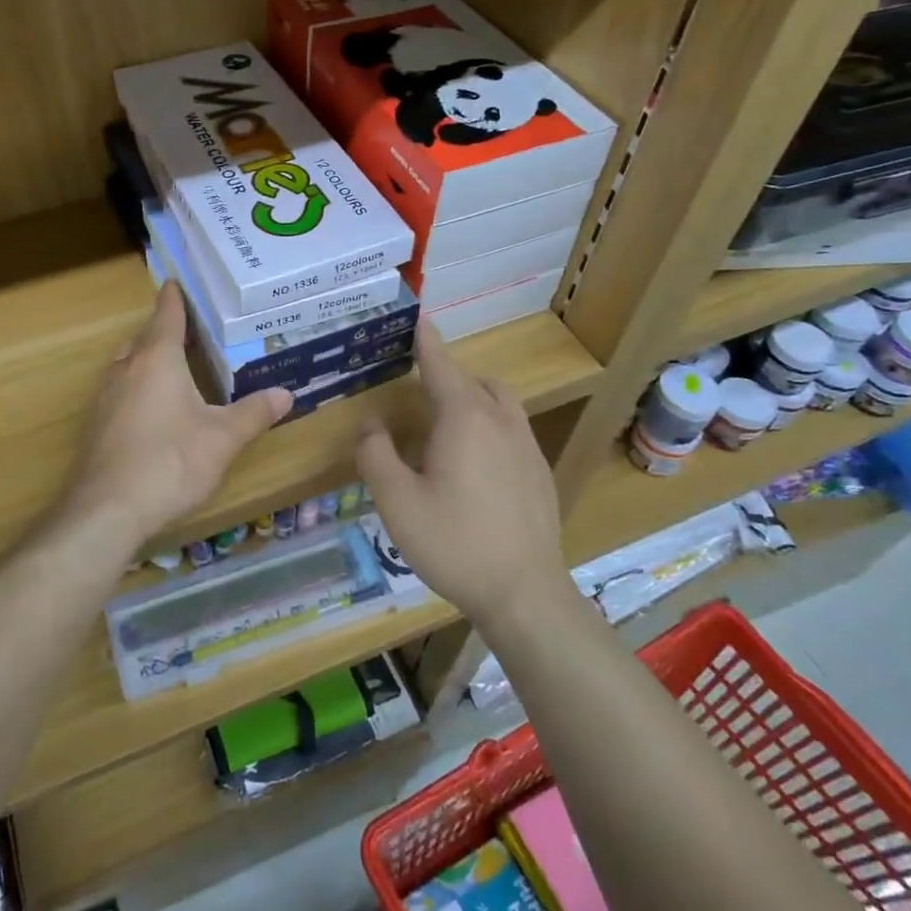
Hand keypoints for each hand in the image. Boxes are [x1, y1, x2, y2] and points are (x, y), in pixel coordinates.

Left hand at [64, 282, 291, 547]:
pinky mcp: (97, 425)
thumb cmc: (170, 462)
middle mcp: (127, 369)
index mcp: (157, 360)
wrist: (108, 510)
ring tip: (175, 368)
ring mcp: (106, 397)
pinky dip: (137, 387)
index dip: (175, 297)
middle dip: (164, 331)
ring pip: (128, 364)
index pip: (167, 314)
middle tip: (192, 332)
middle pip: (145, 338)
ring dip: (148, 359)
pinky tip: (154, 411)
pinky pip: (120, 391)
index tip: (178, 281)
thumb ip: (254, 413)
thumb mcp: (223, 439)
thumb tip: (286, 393)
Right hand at [355, 321, 570, 628]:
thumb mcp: (396, 501)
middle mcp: (501, 421)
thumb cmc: (454, 542)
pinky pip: (511, 430)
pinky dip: (489, 426)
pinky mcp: (540, 473)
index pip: (441, 365)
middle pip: (473, 381)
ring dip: (471, 399)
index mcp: (465, 418)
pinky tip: (472, 465)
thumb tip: (371, 425)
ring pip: (499, 403)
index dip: (425, 340)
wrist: (525, 593)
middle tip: (416, 390)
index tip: (417, 317)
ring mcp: (527, 447)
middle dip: (446, 375)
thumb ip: (375, 455)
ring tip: (444, 425)